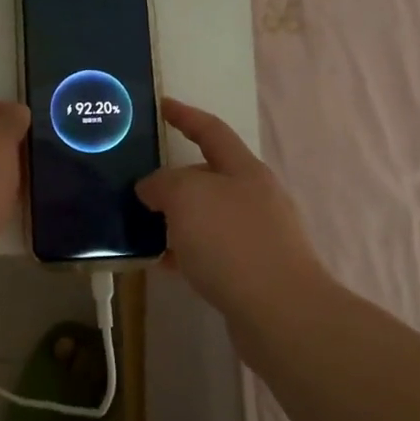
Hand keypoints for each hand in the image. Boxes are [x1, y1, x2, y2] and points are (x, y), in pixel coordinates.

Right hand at [136, 99, 326, 315]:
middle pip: (208, 176)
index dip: (185, 116)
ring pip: (207, 216)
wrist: (281, 314)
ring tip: (141, 224)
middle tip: (138, 180)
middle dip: (174, 177)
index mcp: (244, 170)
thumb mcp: (186, 197)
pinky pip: (210, 251)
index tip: (161, 106)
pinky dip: (185, 251)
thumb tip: (151, 188)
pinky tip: (162, 263)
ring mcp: (257, 236)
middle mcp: (254, 197)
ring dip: (176, 218)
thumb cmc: (232, 242)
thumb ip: (162, 183)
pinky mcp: (253, 272)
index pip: (211, 130)